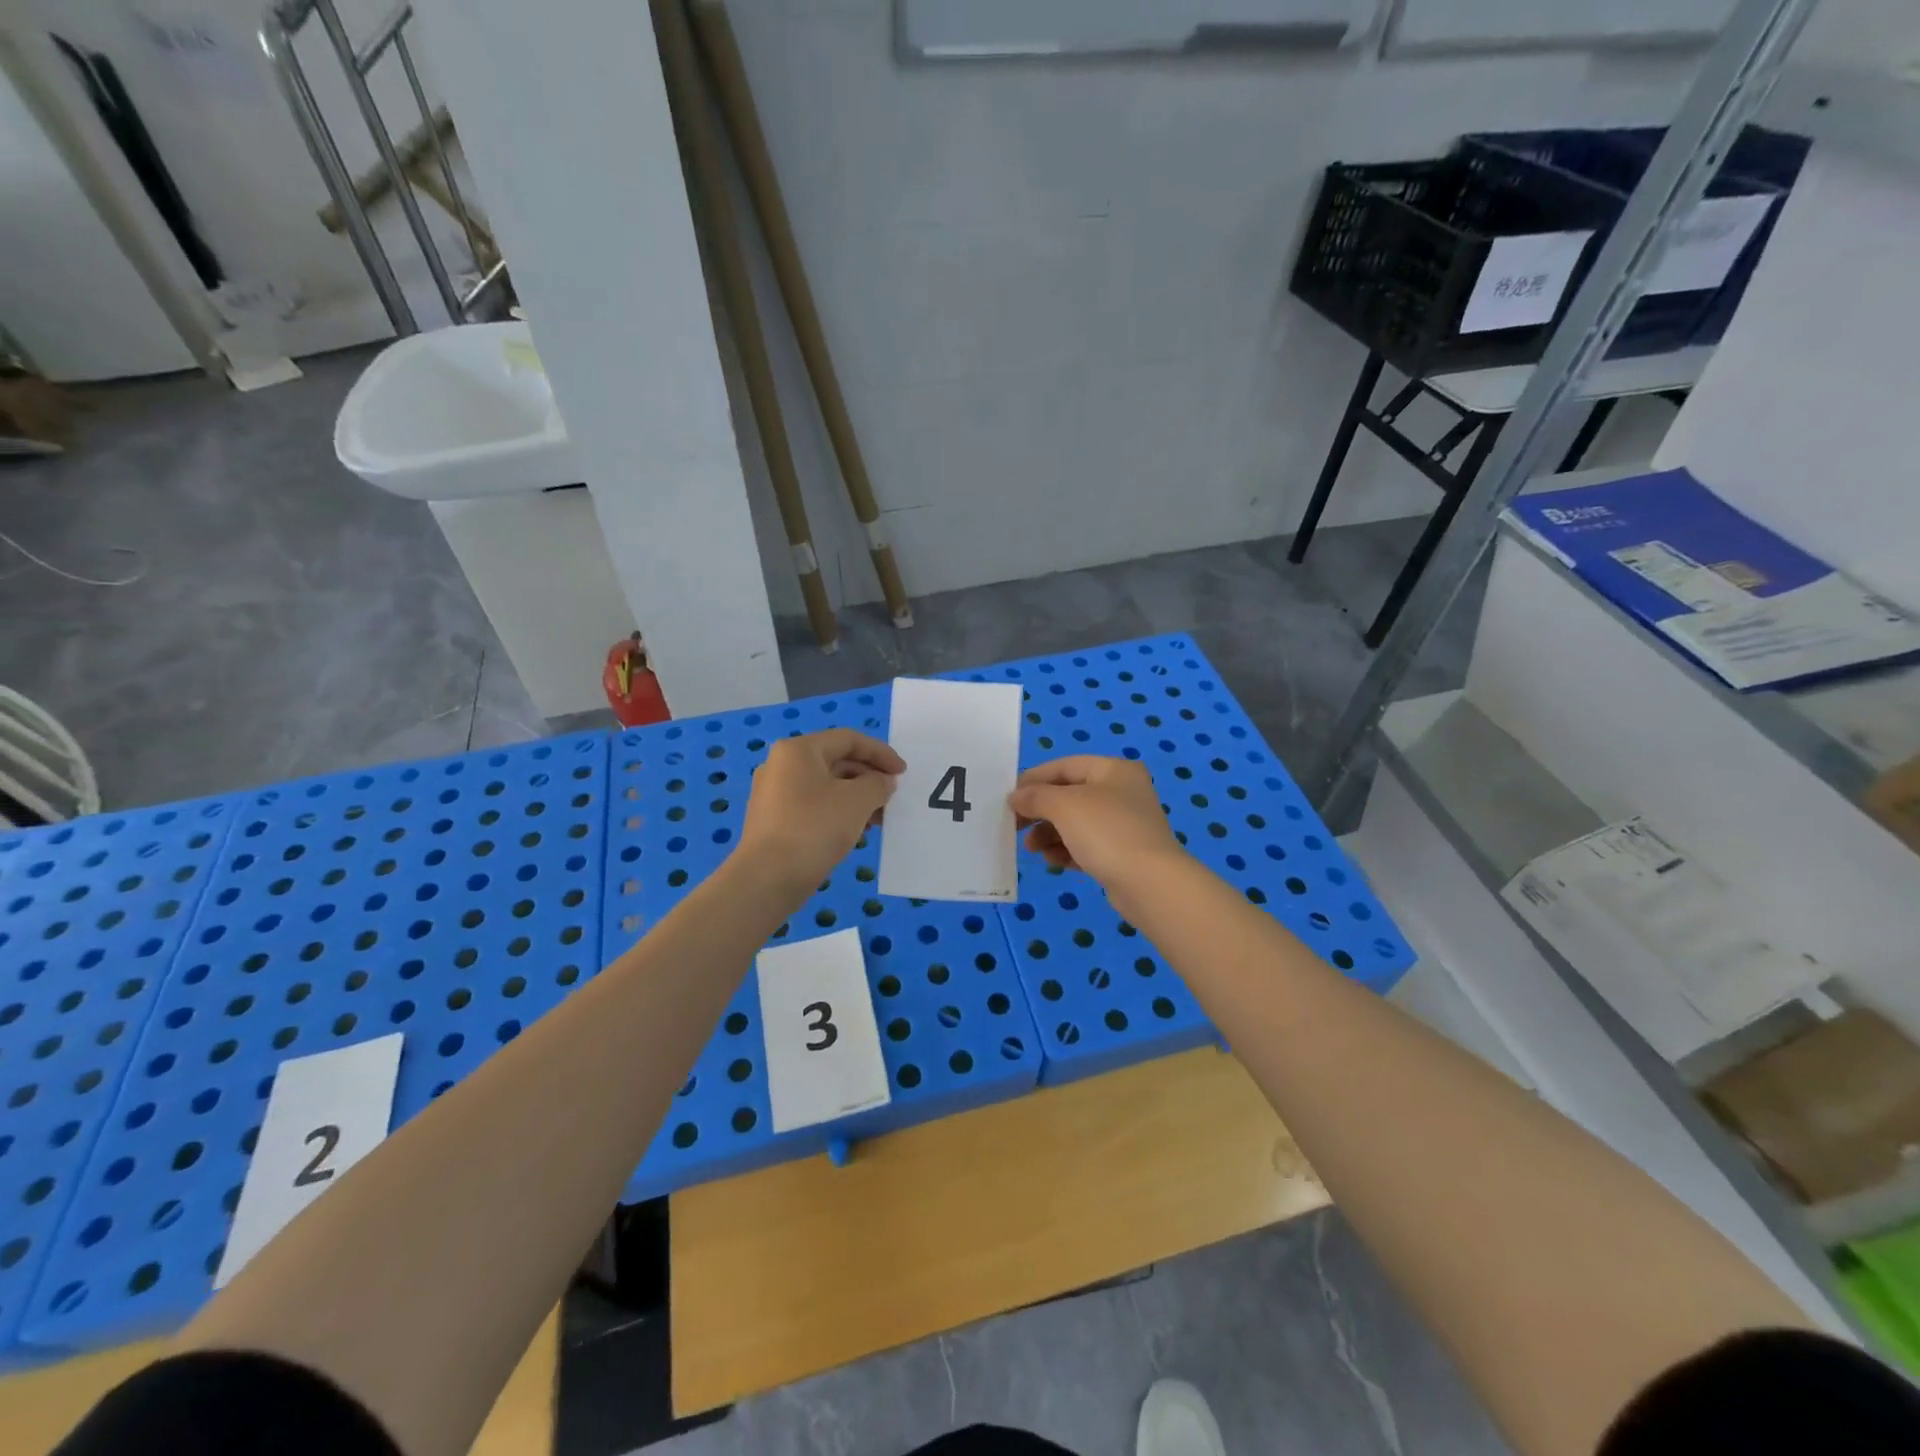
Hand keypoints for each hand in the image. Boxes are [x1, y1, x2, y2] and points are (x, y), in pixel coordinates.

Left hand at [738, 729, 903, 897]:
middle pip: (836, 761)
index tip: (903, 773)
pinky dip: (839, 811)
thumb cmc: (815, 828)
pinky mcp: (774, 820)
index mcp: (798, 750)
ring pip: (826, 786)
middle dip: (869, 777)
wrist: (768, 879)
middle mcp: (782, 765)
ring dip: (857, 797)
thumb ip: (878, 784)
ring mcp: (774, 793)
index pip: (848, 739)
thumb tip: (882, 782)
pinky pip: (814, 805)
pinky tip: (856, 831)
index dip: (880, 753)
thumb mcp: (857, 801)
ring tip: (879, 819)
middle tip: (892, 797)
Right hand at [1008, 756, 1187, 906]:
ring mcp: (1125, 824)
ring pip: (1076, 823)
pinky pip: (1087, 846)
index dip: (1034, 779)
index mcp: (1113, 770)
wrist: (1150, 884)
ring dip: (1049, 834)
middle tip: (1015, 826)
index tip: (1008, 797)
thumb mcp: (1064, 806)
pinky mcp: (1123, 854)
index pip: (1064, 766)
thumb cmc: (1106, 832)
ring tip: (1032, 849)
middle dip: (1040, 811)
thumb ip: (1035, 797)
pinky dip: (1067, 850)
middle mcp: (1122, 792)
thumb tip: (1016, 797)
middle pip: (1069, 795)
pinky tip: (1053, 862)